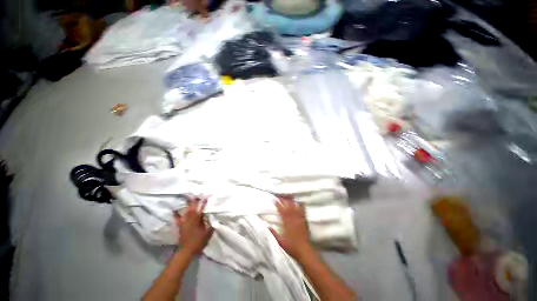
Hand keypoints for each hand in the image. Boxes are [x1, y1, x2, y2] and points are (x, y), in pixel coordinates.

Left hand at [175, 197, 213, 255]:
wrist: (187, 251)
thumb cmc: (198, 241)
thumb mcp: (207, 232)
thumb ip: (210, 223)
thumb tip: (213, 216)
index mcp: (197, 219)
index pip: (201, 208)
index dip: (203, 201)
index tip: (206, 196)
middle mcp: (189, 218)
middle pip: (192, 207)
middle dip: (195, 200)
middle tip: (197, 194)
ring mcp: (184, 222)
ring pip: (186, 211)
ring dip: (188, 204)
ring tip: (189, 198)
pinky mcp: (181, 226)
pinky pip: (178, 218)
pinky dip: (176, 214)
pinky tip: (174, 210)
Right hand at [270, 197, 312, 258]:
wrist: (304, 250)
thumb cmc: (291, 247)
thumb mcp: (280, 242)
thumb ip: (274, 233)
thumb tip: (267, 226)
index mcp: (286, 223)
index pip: (282, 211)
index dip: (278, 205)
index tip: (275, 199)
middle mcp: (293, 219)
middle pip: (288, 207)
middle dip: (284, 200)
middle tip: (281, 195)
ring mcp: (299, 219)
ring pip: (295, 207)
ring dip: (292, 201)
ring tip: (289, 195)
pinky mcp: (304, 221)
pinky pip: (303, 211)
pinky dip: (301, 206)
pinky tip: (300, 202)